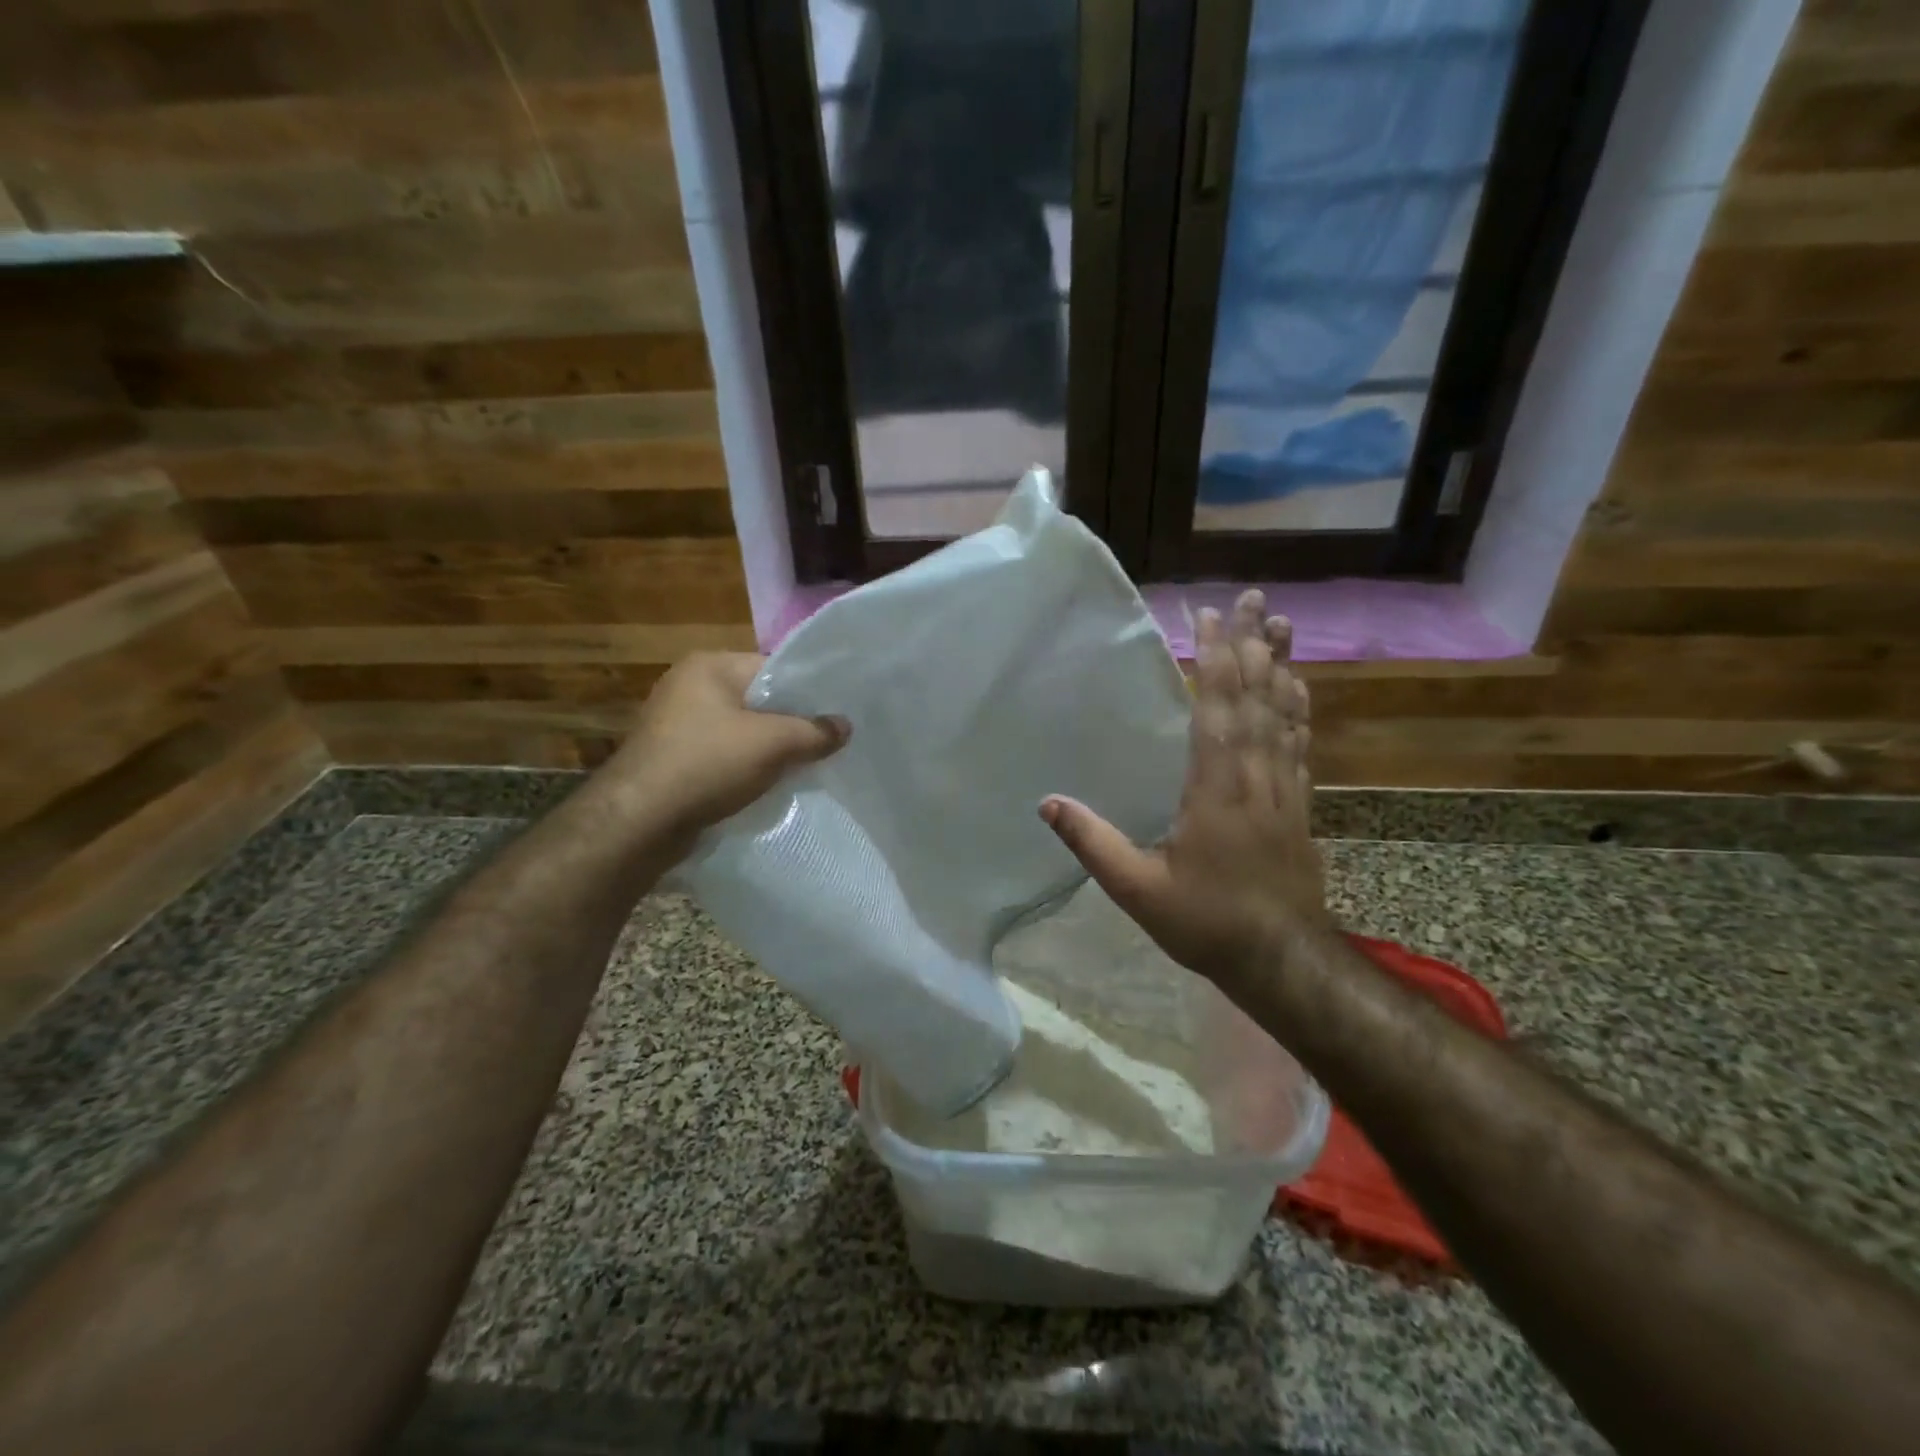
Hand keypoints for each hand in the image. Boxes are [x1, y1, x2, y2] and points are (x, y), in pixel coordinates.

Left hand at [602, 652, 848, 843]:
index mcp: (709, 666)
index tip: (834, 717)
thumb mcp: (773, 744)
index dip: (807, 692)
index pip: (773, 668)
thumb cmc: (707, 764)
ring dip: (767, 749)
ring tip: (800, 768)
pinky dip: (743, 767)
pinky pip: (721, 754)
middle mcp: (688, 686)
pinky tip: (763, 785)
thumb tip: (845, 726)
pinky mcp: (671, 757)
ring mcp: (675, 723)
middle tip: (824, 744)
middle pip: (758, 700)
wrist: (639, 821)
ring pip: (740, 731)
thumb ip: (814, 731)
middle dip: (789, 724)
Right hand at [1039, 590, 1329, 991]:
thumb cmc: (1206, 922)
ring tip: (1283, 626)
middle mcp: (1256, 777)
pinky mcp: (1299, 805)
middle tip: (1256, 599)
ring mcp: (1284, 790)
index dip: (1216, 660)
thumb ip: (1093, 843)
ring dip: (1282, 667)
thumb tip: (1047, 803)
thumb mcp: (1137, 890)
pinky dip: (1298, 710)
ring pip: (1285, 715)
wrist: (1283, 960)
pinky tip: (1299, 688)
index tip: (1211, 617)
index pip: (1217, 710)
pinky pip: (1300, 745)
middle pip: (1257, 699)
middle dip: (1254, 646)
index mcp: (1216, 789)